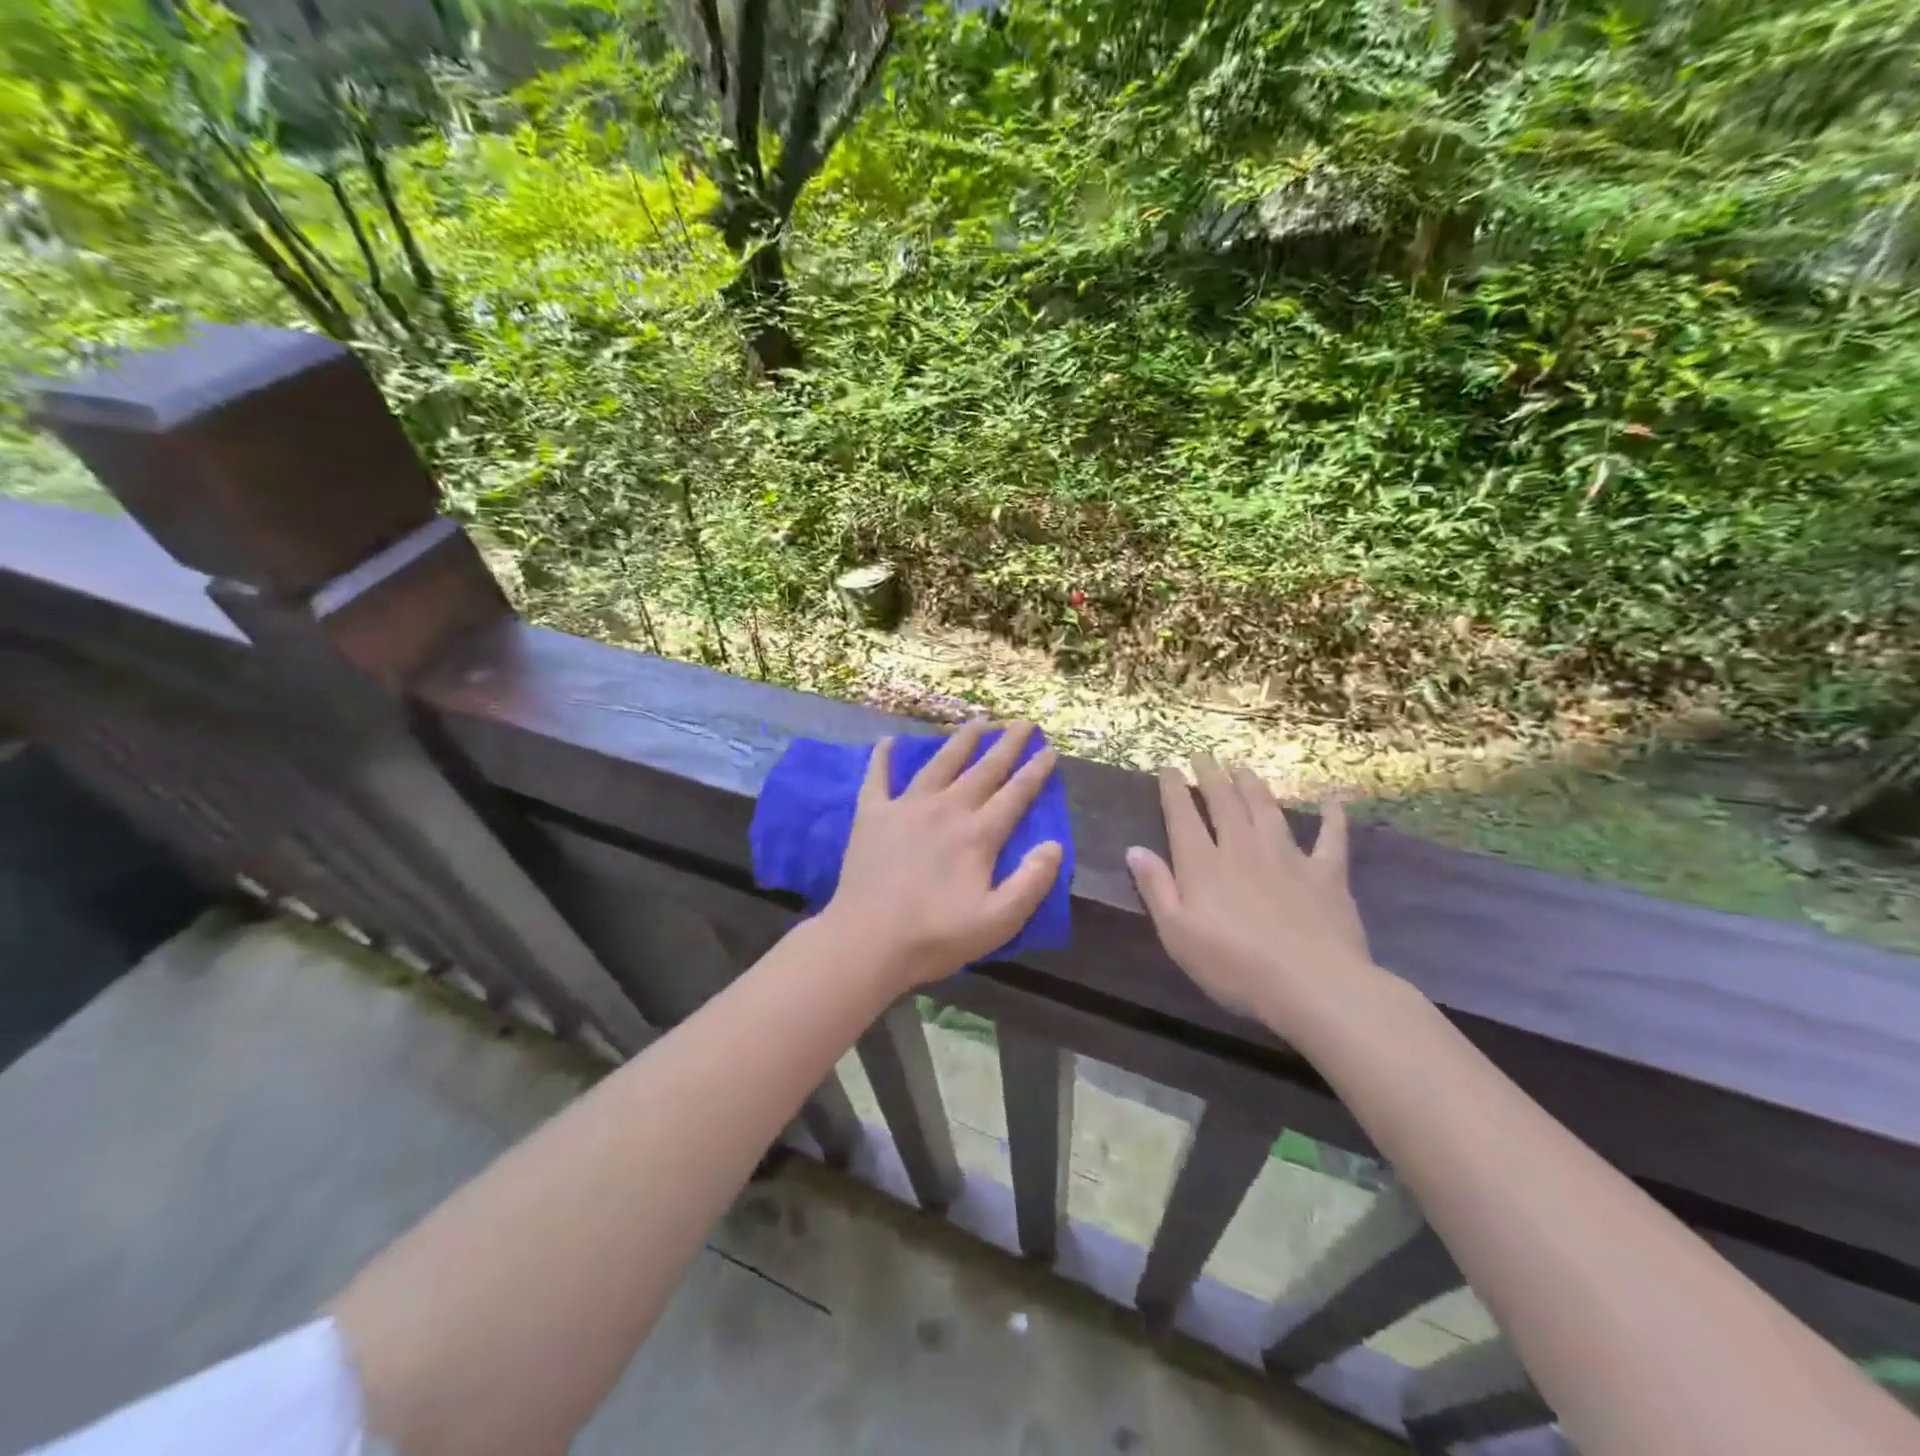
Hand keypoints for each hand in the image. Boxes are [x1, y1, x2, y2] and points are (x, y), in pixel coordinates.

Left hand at [825, 720, 1063, 988]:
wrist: (867, 942)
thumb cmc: (935, 936)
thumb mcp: (998, 921)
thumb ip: (1032, 882)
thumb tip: (1054, 844)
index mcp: (977, 835)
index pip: (1015, 794)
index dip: (1035, 771)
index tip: (1049, 750)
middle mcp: (946, 809)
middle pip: (983, 770)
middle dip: (1007, 744)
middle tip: (1023, 722)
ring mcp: (906, 807)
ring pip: (940, 763)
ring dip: (961, 740)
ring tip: (977, 721)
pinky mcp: (872, 815)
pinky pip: (877, 776)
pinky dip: (883, 757)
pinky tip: (889, 740)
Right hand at [1125, 756, 1373, 1025]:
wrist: (1313, 986)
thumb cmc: (1234, 967)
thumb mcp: (1177, 934)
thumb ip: (1155, 888)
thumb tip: (1134, 849)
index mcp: (1203, 865)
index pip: (1183, 816)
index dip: (1174, 789)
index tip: (1168, 767)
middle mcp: (1243, 849)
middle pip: (1224, 803)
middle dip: (1211, 776)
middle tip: (1203, 755)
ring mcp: (1288, 857)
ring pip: (1267, 810)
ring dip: (1253, 785)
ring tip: (1243, 767)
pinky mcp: (1326, 874)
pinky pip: (1331, 838)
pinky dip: (1332, 817)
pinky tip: (1332, 800)